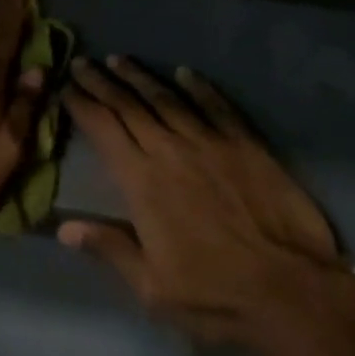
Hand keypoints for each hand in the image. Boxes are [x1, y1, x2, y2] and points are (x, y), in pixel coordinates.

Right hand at [59, 56, 353, 344]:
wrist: (290, 291)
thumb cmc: (215, 295)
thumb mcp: (152, 288)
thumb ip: (110, 249)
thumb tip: (64, 227)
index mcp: (142, 182)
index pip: (103, 130)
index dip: (82, 105)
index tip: (66, 88)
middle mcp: (170, 150)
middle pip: (129, 106)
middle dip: (102, 82)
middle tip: (83, 63)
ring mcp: (210, 142)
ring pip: (167, 98)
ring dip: (140, 77)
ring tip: (120, 60)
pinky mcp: (245, 143)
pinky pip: (215, 105)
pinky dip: (198, 86)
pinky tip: (184, 73)